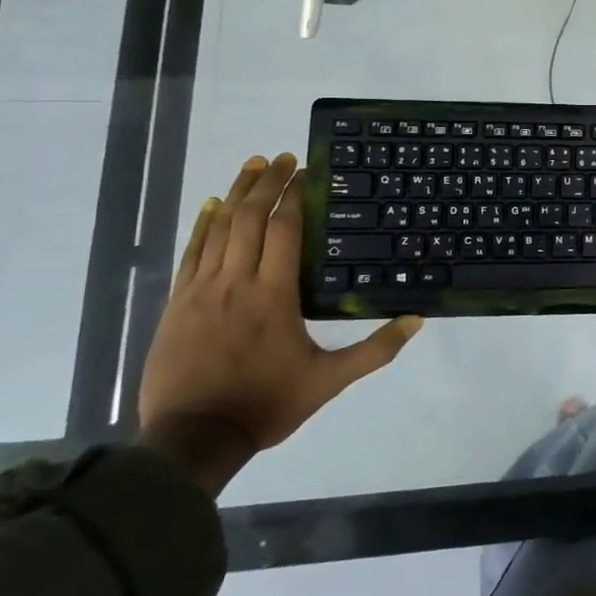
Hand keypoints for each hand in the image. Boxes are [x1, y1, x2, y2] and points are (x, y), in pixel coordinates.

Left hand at [137, 153, 421, 491]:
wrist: (192, 438)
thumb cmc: (266, 404)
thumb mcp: (329, 381)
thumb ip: (375, 349)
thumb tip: (418, 320)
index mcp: (274, 296)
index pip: (285, 230)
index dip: (295, 197)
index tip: (306, 172)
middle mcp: (236, 283)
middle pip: (250, 219)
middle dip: (266, 183)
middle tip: (280, 157)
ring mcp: (201, 291)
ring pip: (218, 229)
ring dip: (236, 194)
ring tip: (251, 166)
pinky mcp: (177, 304)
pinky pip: (191, 253)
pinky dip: (202, 225)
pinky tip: (210, 206)